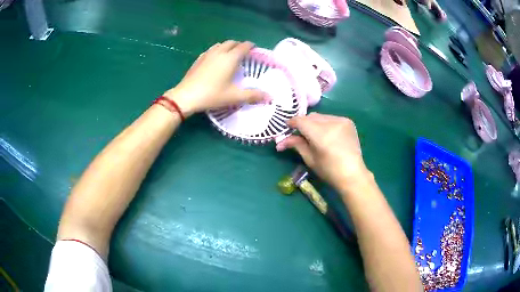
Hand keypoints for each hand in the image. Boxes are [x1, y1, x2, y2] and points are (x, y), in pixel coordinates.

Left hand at [164, 40, 267, 116]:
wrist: (186, 96)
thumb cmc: (212, 95)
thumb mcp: (234, 96)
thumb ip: (252, 95)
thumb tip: (270, 97)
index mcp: (230, 58)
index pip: (243, 46)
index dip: (250, 46)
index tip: (254, 49)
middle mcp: (219, 52)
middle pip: (231, 43)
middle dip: (239, 45)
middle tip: (243, 52)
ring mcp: (207, 55)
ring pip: (220, 45)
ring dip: (227, 46)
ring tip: (230, 54)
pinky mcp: (198, 59)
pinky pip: (210, 50)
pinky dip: (217, 50)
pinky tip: (215, 59)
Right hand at [276, 113, 370, 189]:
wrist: (353, 174)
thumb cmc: (329, 171)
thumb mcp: (310, 159)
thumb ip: (297, 145)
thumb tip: (281, 141)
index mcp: (321, 134)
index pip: (301, 121)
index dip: (292, 123)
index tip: (287, 128)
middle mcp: (332, 123)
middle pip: (311, 117)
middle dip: (303, 124)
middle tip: (299, 135)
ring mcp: (342, 120)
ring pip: (321, 116)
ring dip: (314, 123)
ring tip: (314, 135)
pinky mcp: (348, 122)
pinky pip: (331, 118)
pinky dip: (325, 124)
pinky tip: (327, 134)